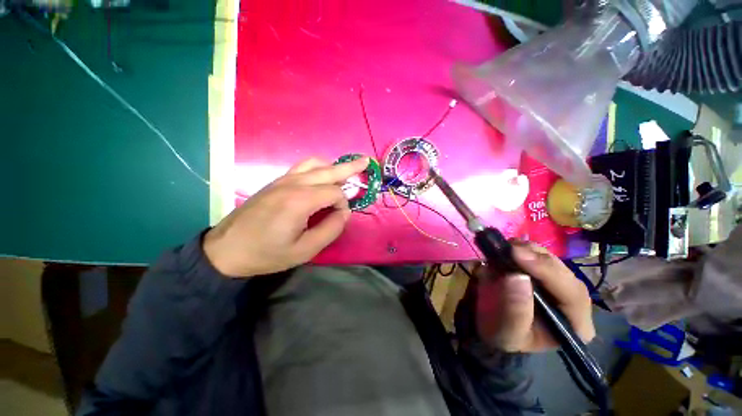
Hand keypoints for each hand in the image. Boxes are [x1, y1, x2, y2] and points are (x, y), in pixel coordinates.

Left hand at [203, 157, 368, 277]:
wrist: (226, 250)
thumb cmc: (267, 253)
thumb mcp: (305, 250)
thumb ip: (330, 229)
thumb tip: (344, 213)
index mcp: (300, 200)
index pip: (335, 193)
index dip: (343, 205)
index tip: (340, 219)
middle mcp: (293, 184)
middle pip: (328, 171)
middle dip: (350, 168)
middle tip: (366, 161)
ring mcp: (282, 180)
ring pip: (314, 164)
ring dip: (333, 166)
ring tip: (345, 170)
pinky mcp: (275, 182)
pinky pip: (302, 167)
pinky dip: (318, 168)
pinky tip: (322, 175)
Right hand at [475, 241, 594, 351]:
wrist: (488, 324)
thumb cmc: (501, 334)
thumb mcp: (507, 332)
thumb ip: (515, 310)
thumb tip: (517, 277)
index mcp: (575, 325)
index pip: (573, 295)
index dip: (548, 272)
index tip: (518, 255)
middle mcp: (571, 301)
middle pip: (563, 272)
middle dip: (537, 258)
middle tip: (509, 248)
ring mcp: (556, 283)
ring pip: (551, 259)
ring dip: (529, 250)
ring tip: (505, 248)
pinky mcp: (540, 271)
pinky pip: (537, 253)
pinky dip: (521, 247)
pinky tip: (507, 248)